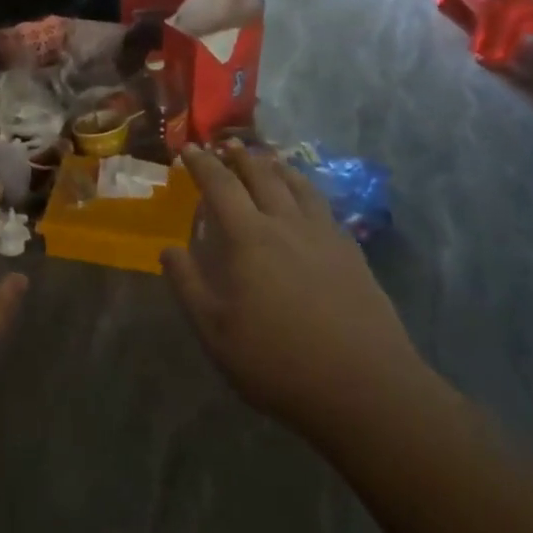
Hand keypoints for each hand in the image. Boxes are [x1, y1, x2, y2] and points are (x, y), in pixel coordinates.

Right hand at [163, 144, 424, 439]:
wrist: (364, 387)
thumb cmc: (278, 361)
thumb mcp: (215, 332)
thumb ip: (188, 285)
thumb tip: (169, 249)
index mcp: (249, 238)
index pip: (220, 186)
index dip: (202, 164)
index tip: (190, 149)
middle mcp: (286, 224)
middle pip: (262, 175)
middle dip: (240, 156)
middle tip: (226, 145)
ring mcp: (324, 235)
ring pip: (297, 185)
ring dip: (276, 166)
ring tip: (267, 158)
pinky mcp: (351, 253)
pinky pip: (324, 206)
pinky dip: (307, 189)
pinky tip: (308, 200)